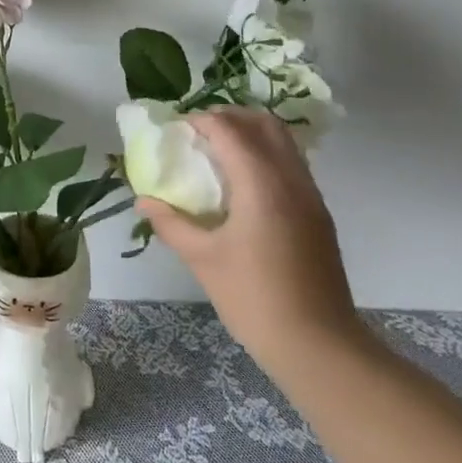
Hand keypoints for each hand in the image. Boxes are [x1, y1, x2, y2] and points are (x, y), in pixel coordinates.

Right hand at [136, 108, 362, 380]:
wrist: (318, 345)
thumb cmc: (254, 298)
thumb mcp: (203, 260)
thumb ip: (171, 223)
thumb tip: (143, 200)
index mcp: (262, 185)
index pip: (231, 131)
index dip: (202, 121)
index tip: (176, 128)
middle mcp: (291, 180)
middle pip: (265, 124)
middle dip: (230, 117)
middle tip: (199, 132)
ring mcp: (311, 196)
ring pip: (284, 142)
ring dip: (251, 134)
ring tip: (218, 153)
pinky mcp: (318, 214)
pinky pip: (291, 164)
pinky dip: (266, 156)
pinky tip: (243, 184)